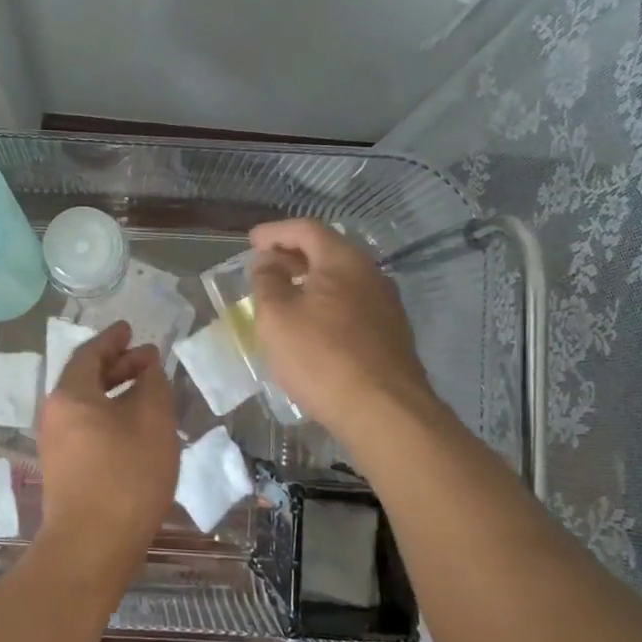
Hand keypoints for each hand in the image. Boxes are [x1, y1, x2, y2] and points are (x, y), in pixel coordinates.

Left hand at [35, 321, 179, 585]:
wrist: (91, 546)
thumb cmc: (126, 476)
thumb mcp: (152, 422)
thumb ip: (153, 386)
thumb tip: (148, 368)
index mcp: (70, 395)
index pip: (89, 353)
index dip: (113, 339)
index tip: (131, 329)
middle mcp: (54, 414)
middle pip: (85, 378)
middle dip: (117, 365)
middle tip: (148, 359)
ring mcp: (55, 445)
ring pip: (86, 405)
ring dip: (115, 392)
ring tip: (146, 391)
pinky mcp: (63, 470)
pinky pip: (86, 427)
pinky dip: (109, 415)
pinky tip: (134, 428)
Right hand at [247, 218, 438, 440]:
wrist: (384, 411)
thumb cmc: (322, 357)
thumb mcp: (277, 316)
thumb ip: (267, 281)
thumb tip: (268, 262)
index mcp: (343, 260)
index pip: (306, 229)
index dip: (275, 232)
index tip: (251, 242)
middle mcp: (370, 274)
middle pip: (327, 251)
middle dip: (293, 255)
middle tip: (264, 266)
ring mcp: (385, 305)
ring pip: (341, 280)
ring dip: (310, 281)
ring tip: (283, 296)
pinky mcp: (390, 335)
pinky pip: (351, 305)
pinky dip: (325, 304)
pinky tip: (311, 326)